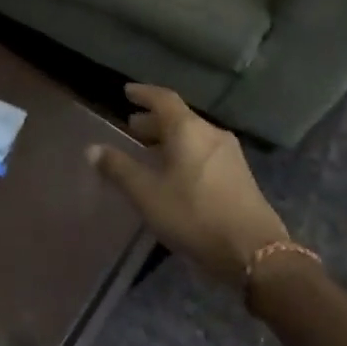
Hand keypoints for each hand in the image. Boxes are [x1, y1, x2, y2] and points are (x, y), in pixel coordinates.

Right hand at [88, 84, 288, 289]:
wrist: (255, 253)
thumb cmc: (193, 215)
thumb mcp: (146, 193)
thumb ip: (118, 168)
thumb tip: (92, 149)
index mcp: (188, 130)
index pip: (163, 99)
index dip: (143, 93)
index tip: (126, 92)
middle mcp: (211, 134)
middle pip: (179, 118)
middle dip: (153, 121)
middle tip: (132, 127)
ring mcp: (230, 155)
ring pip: (193, 137)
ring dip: (169, 140)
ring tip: (149, 152)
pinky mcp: (240, 177)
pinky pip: (204, 153)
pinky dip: (184, 153)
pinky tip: (174, 174)